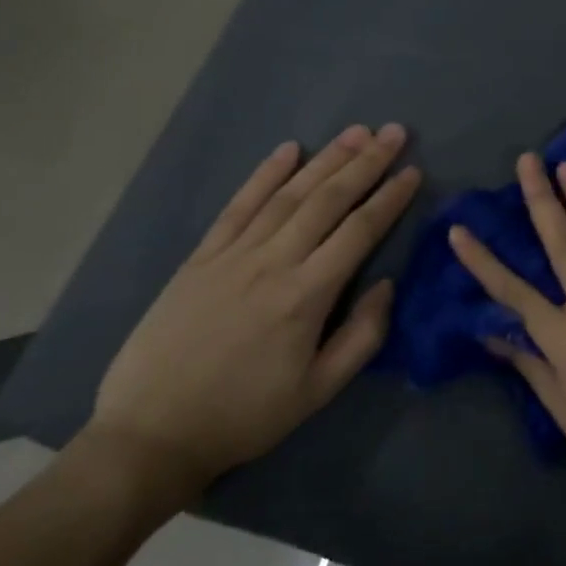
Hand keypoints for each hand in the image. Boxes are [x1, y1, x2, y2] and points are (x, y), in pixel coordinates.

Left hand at [87, 124, 421, 503]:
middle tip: (394, 132)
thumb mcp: (319, 391)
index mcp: (306, 296)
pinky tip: (288, 150)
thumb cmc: (246, 415)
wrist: (152, 433)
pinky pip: (237, 207)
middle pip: (327, 201)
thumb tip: (387, 284)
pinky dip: (264, 175)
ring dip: (325, 160)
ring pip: (287, 195)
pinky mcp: (200, 259)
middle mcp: (273, 263)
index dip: (389, 198)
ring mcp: (232, 256)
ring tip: (355, 133)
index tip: (413, 171)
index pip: (359, 232)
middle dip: (365, 163)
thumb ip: (362, 336)